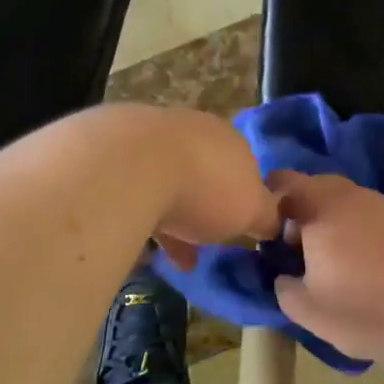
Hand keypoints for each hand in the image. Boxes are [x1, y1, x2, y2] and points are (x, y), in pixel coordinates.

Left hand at [99, 106, 278, 266]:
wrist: (130, 166)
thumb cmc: (205, 188)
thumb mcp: (252, 211)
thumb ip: (267, 216)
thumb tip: (275, 222)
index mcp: (229, 138)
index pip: (244, 167)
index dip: (241, 200)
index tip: (236, 229)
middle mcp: (191, 129)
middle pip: (202, 172)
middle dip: (201, 208)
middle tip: (200, 244)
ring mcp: (147, 135)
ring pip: (163, 180)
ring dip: (168, 215)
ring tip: (167, 255)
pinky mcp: (109, 150)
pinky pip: (130, 188)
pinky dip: (137, 213)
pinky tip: (136, 242)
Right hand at [268, 170, 383, 366]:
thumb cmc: (368, 308)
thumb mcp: (309, 312)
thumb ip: (284, 288)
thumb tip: (285, 277)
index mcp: (319, 207)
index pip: (280, 183)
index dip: (265, 207)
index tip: (266, 240)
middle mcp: (350, 194)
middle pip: (313, 190)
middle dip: (299, 216)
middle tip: (297, 254)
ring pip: (344, 203)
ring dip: (331, 225)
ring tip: (335, 266)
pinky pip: (370, 216)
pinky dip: (359, 233)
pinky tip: (368, 268)